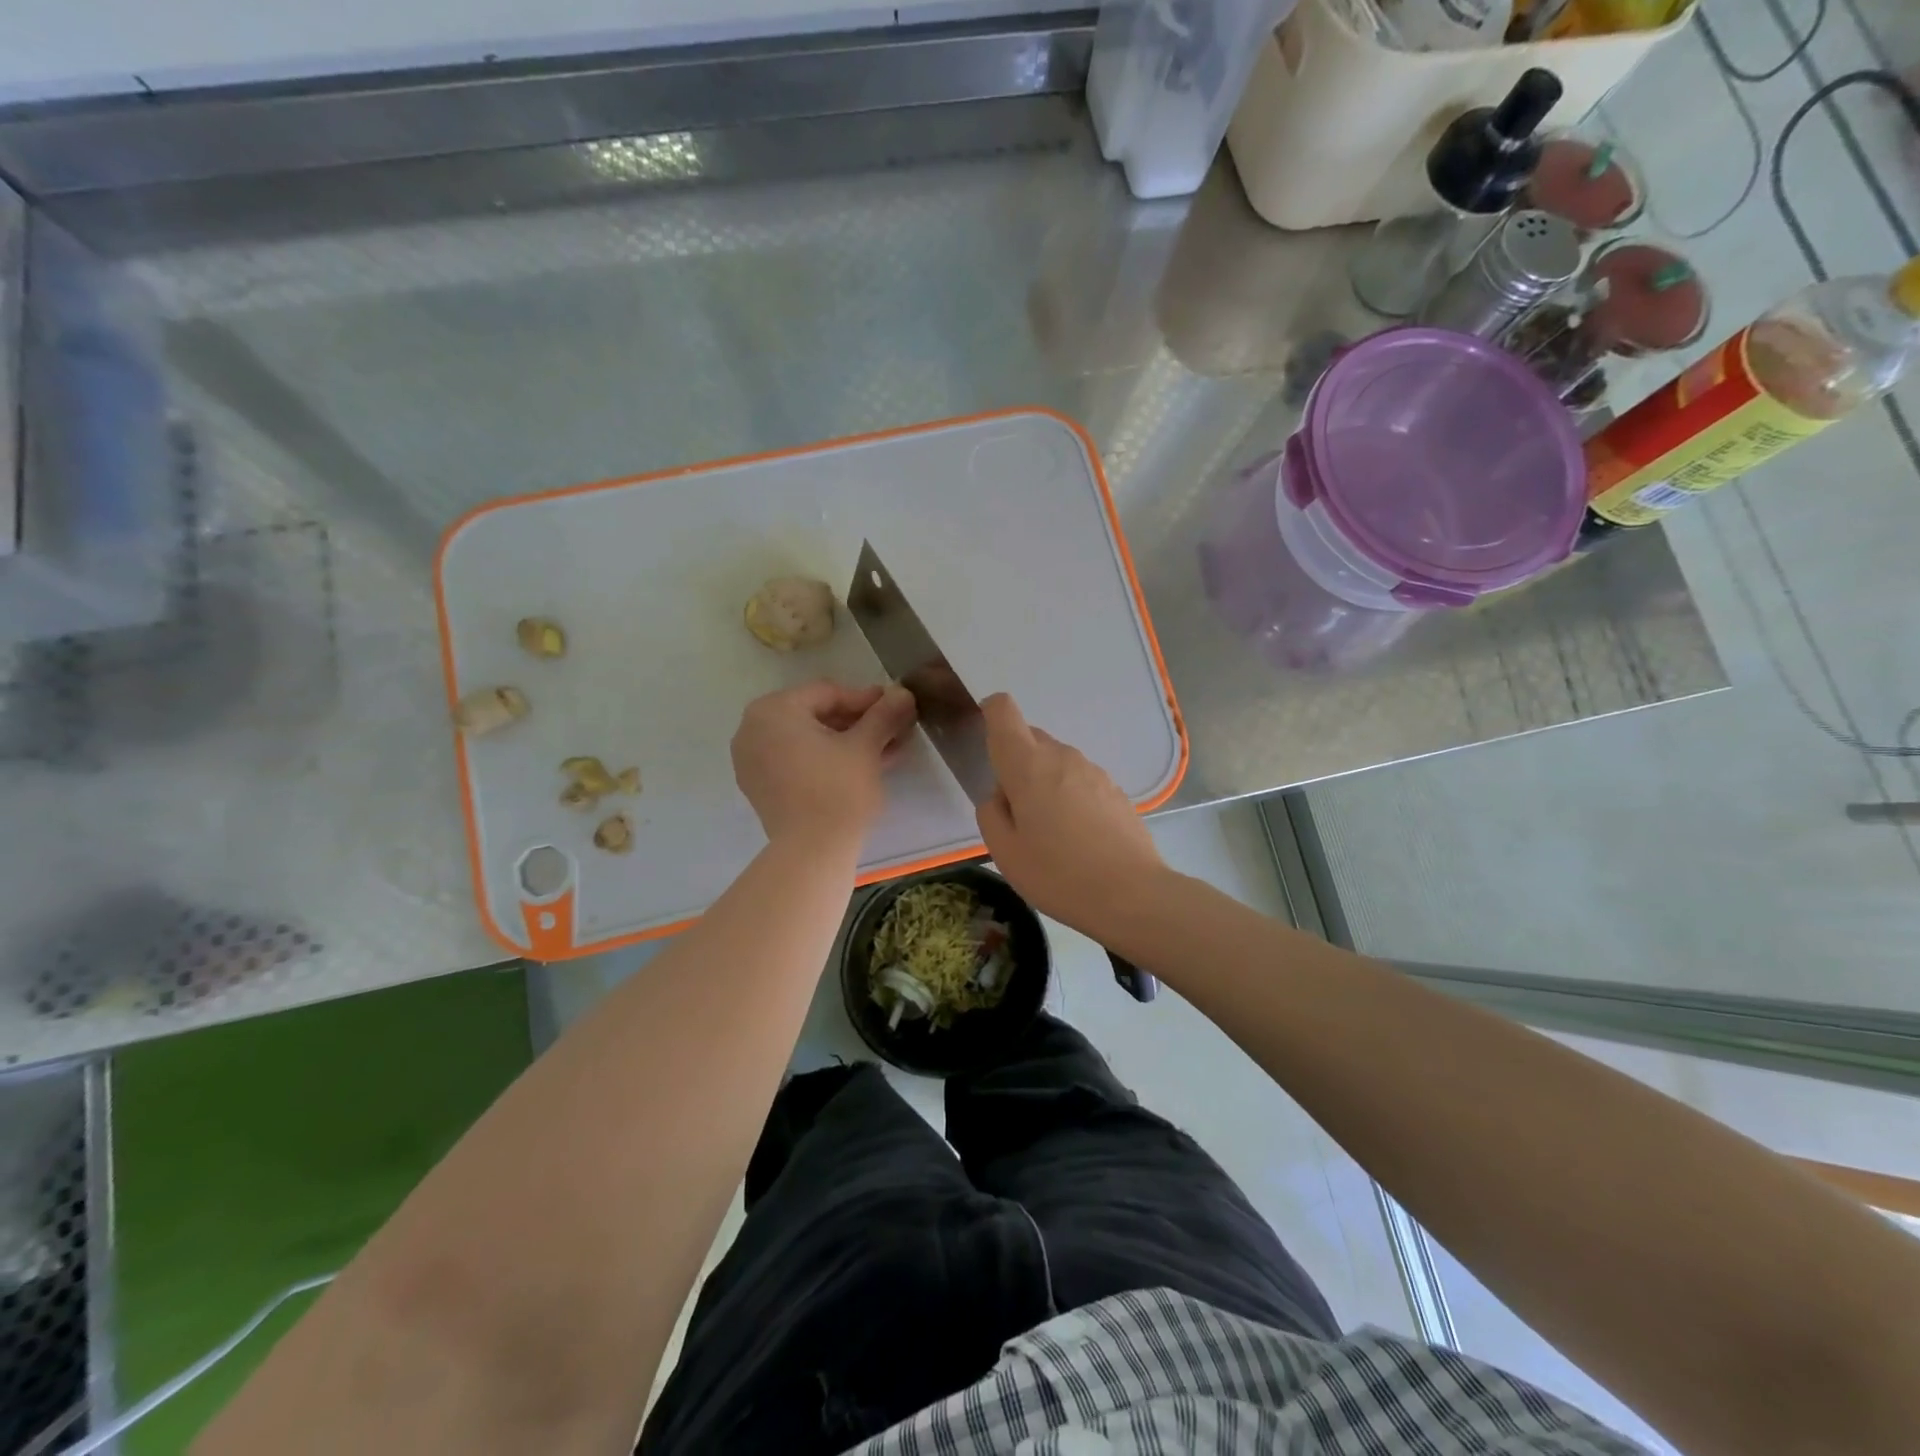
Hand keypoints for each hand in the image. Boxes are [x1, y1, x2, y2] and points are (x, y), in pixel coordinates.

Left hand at [732, 681, 916, 848]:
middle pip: (816, 715)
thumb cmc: (838, 789)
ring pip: (808, 740)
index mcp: (773, 710)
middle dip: (858, 723)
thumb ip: (883, 714)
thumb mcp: (866, 746)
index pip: (828, 694)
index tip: (896, 707)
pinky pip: (797, 761)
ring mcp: (752, 761)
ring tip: (886, 750)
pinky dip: (827, 760)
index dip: (867, 700)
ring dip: (847, 742)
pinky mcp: (761, 788)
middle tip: (893, 729)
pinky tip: (863, 767)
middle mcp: (753, 729)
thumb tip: (903, 692)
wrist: (812, 852)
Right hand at [975, 693, 1166, 938]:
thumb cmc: (1058, 874)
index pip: (1003, 711)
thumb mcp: (1005, 852)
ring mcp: (1093, 771)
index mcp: (1028, 765)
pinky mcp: (1115, 790)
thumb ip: (991, 813)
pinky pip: (1080, 781)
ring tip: (1049, 833)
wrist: (1132, 895)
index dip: (990, 714)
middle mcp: (1062, 756)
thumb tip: (1001, 795)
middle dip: (1016, 763)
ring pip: (1056, 762)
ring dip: (1044, 783)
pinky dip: (1069, 797)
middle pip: (1030, 739)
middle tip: (1016, 813)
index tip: (987, 743)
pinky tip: (1077, 839)